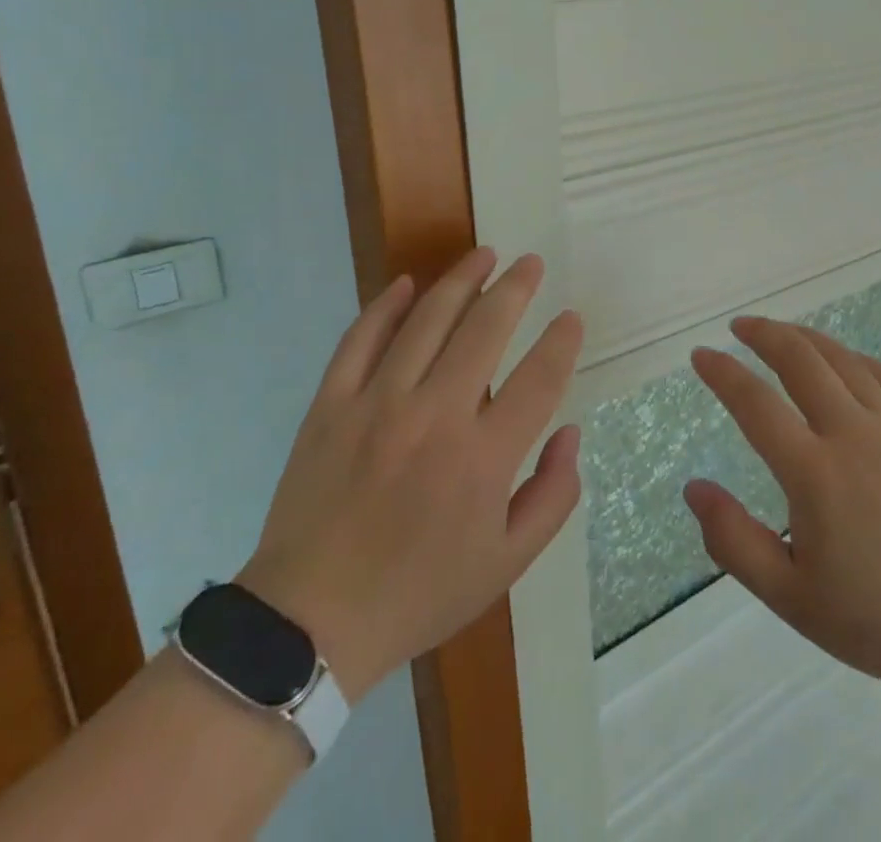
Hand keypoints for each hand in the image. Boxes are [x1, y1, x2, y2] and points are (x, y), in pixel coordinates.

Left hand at [237, 249, 582, 701]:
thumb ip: (552, 496)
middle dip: (515, 288)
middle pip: (486, 329)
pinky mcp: (331, 405)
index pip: (539, 378)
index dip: (561, 341)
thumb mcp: (506, 564)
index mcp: (483, 458)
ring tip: (483, 255)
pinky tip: (406, 283)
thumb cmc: (418, 594)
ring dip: (460, 280)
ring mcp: (378, 404)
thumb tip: (569, 433)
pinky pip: (361, 339)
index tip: (571, 317)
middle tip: (531, 263)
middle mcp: (436, 416)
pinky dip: (385, 306)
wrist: (308, 625)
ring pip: (427, 320)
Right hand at [685, 318, 880, 699]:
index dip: (723, 373)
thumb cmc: (878, 620)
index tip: (701, 355)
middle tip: (739, 326)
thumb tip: (694, 488)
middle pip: (800, 360)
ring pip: (842, 359)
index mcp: (815, 474)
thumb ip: (734, 541)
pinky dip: (854, 357)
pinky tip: (843, 359)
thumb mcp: (791, 597)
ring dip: (805, 337)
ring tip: (781, 332)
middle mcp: (852, 435)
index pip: (756, 404)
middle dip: (764, 334)